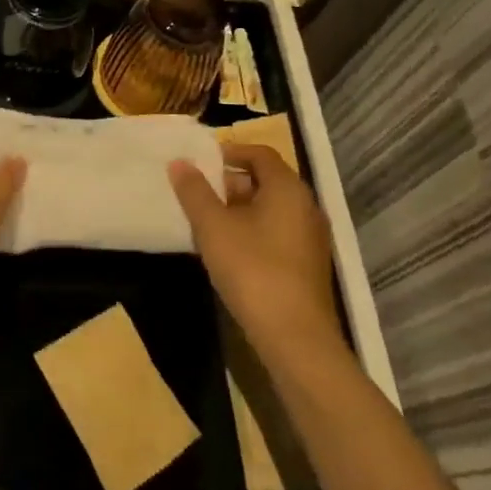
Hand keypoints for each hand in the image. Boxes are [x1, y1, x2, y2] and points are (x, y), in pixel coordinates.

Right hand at [169, 144, 343, 361]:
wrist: (294, 337)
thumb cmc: (252, 269)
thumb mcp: (213, 227)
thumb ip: (194, 192)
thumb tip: (180, 162)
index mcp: (287, 189)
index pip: (260, 154)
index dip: (230, 152)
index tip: (200, 162)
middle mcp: (306, 207)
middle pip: (266, 180)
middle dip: (231, 182)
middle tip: (198, 193)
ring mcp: (310, 238)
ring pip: (271, 209)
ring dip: (239, 209)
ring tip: (206, 222)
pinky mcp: (307, 265)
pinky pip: (277, 232)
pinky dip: (252, 231)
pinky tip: (228, 251)